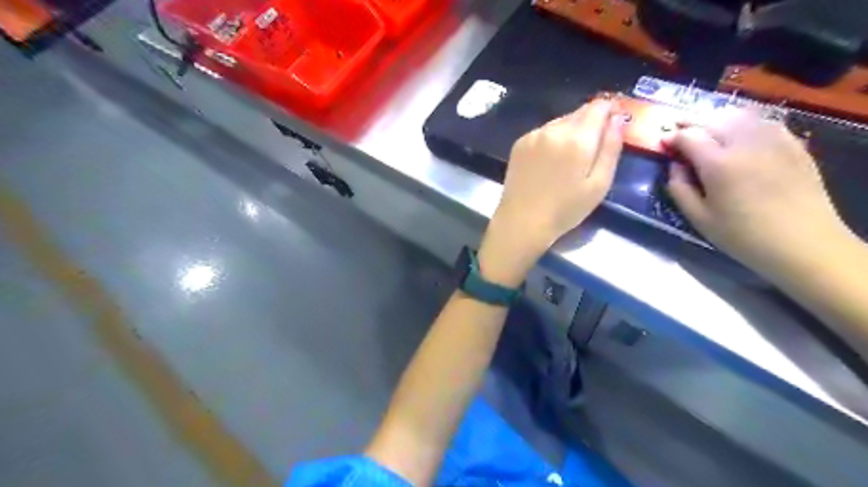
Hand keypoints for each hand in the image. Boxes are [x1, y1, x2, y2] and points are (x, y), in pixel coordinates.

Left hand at [474, 100, 623, 287]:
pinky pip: (543, 132)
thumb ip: (611, 147)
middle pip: (579, 113)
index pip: (599, 106)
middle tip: (592, 148)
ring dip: (570, 131)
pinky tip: (550, 161)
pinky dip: (552, 139)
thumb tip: (618, 118)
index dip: (610, 110)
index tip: (614, 122)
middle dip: (590, 123)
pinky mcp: (519, 143)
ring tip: (570, 158)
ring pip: (560, 122)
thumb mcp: (599, 184)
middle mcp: (554, 129)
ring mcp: (534, 135)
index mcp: (577, 138)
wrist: (522, 221)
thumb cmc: (565, 209)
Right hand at [667, 111, 851, 276]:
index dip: (672, 137)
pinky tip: (739, 132)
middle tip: (679, 129)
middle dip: (691, 123)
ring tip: (707, 128)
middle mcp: (745, 144)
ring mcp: (773, 141)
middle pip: (713, 120)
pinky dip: (745, 122)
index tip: (663, 142)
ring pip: (740, 116)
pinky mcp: (793, 145)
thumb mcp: (699, 218)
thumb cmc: (743, 235)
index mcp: (718, 164)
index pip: (689, 137)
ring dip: (717, 119)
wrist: (803, 242)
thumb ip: (680, 189)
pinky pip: (764, 122)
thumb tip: (675, 166)